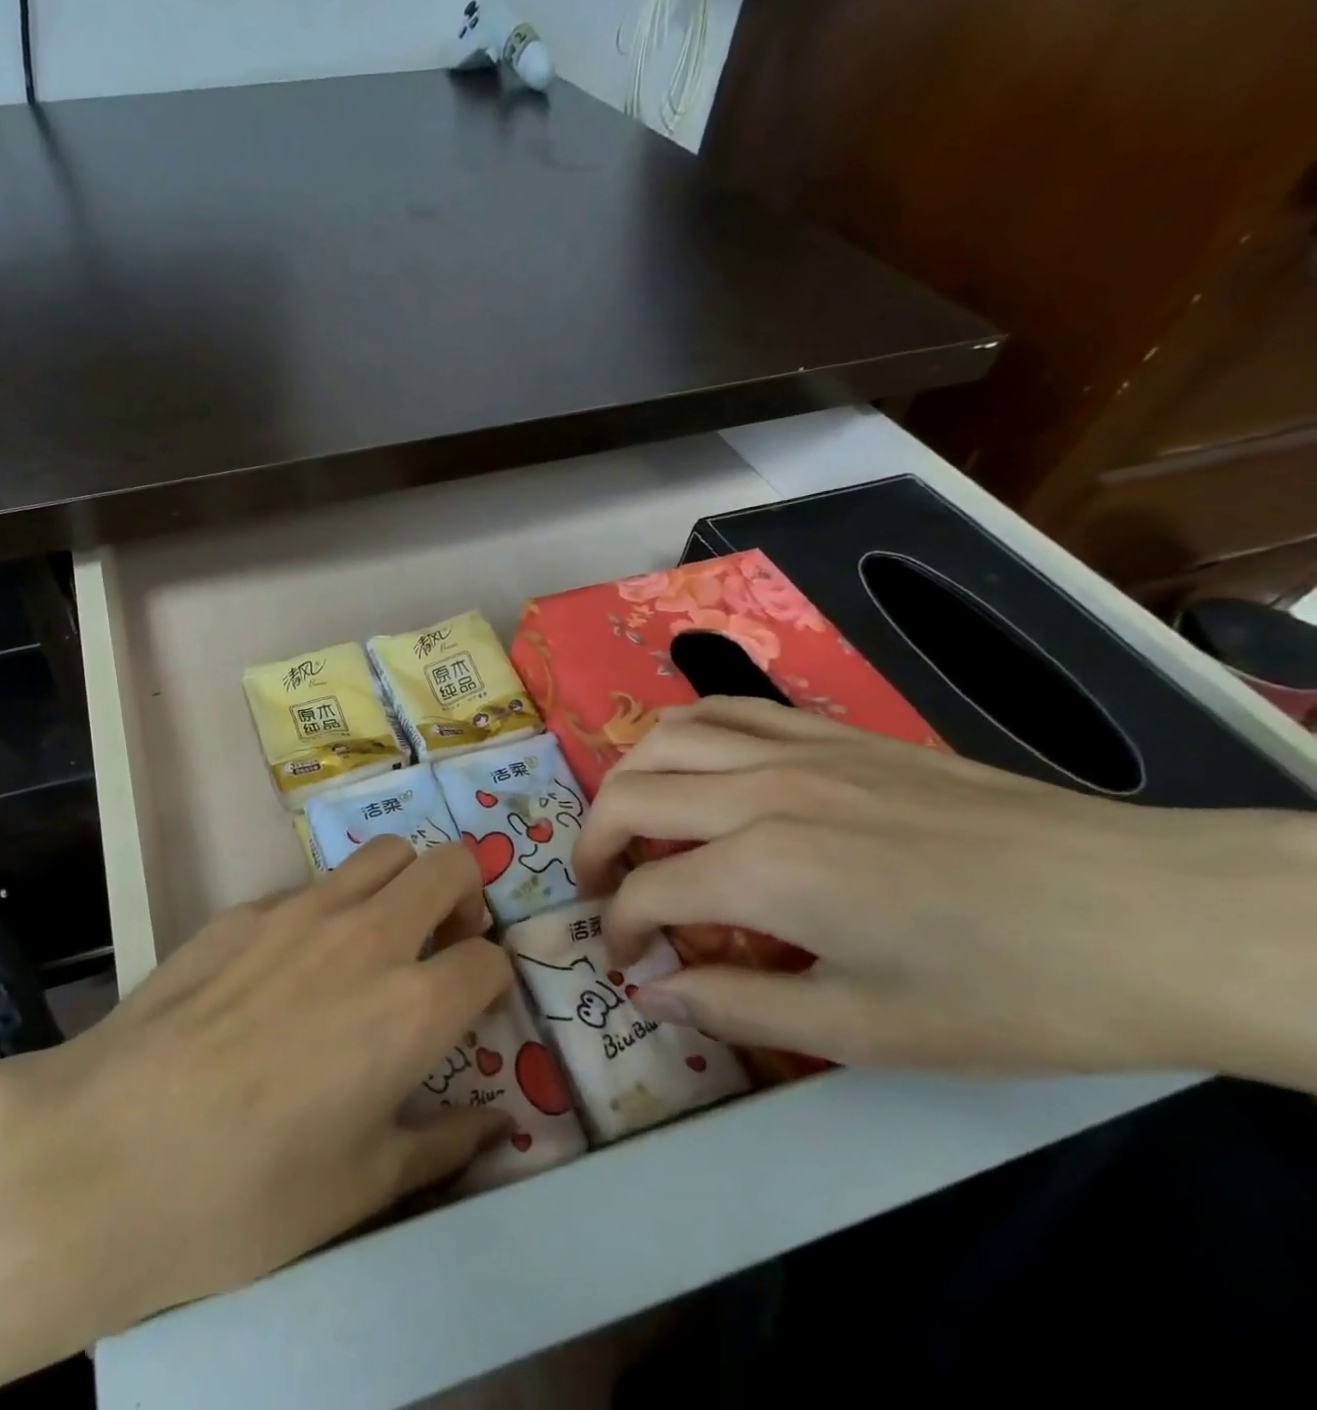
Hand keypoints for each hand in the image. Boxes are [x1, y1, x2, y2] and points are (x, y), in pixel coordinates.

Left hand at [0, 837, 514, 1334]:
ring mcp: (299, 911)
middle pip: (449, 865)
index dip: (492, 982)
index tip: (474, 1006)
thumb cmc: (246, 1193)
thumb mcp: (361, 1189)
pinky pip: (312, 886)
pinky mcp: (242, 908)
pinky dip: (330, 909)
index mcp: (411, 1007)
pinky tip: (289, 968)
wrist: (107, 1152)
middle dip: (464, 897)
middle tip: (441, 944)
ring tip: (376, 938)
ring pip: (383, 854)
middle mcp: (367, 937)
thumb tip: (494, 1124)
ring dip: (401, 884)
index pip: (489, 959)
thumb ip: (442, 1144)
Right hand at [572, 697, 1316, 1086]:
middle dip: (593, 847)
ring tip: (634, 821)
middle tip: (602, 890)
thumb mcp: (865, 1031)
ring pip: (666, 736)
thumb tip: (651, 993)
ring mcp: (797, 751)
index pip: (645, 891)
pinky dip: (685, 733)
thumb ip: (736, 1006)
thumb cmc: (1008, 990)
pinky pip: (728, 709)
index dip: (618, 931)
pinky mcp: (834, 734)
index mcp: (763, 870)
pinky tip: (695, 765)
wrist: (1146, 912)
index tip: (626, 964)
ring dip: (628, 779)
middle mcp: (759, 792)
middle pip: (630, 797)